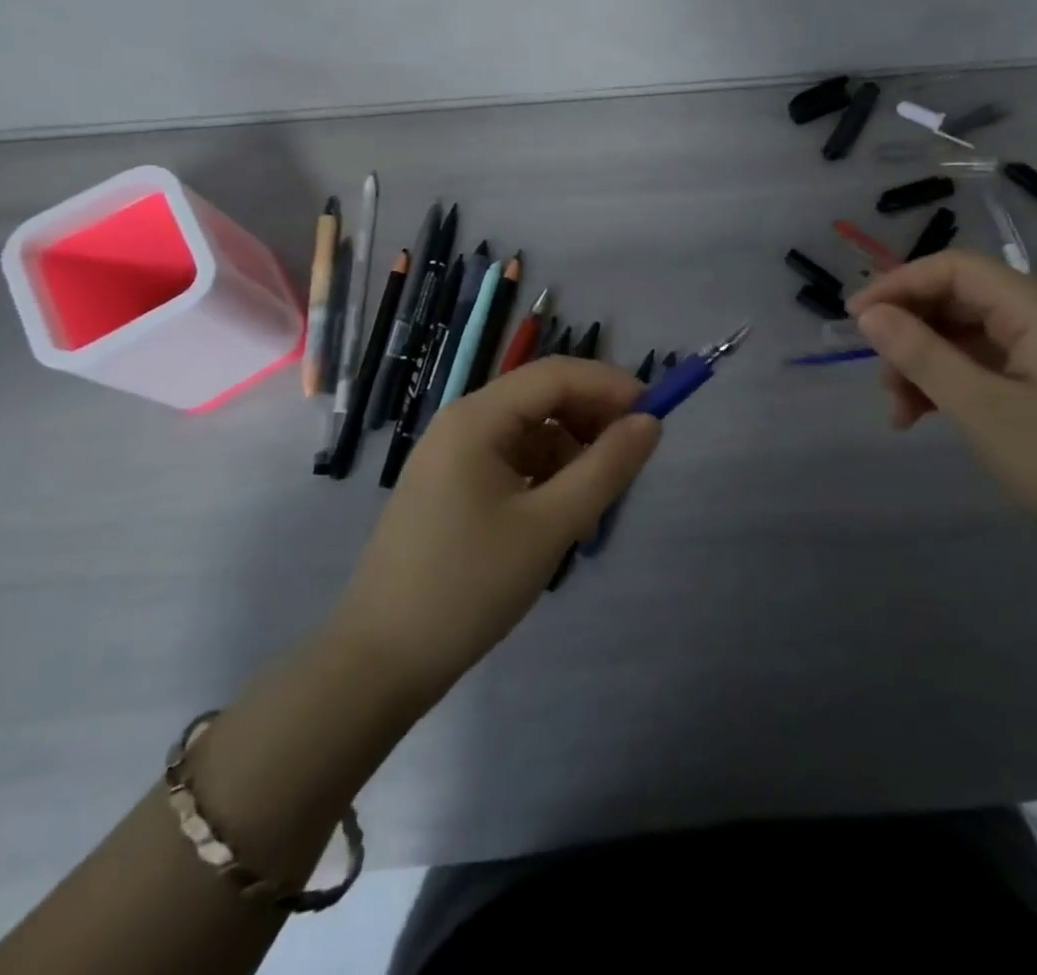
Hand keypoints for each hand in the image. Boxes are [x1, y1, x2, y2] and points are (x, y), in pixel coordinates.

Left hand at [330, 358, 661, 712]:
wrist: (381, 662)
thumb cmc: (468, 586)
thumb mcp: (551, 526)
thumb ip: (606, 468)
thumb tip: (650, 423)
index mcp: (477, 418)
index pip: (556, 374)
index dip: (610, 385)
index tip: (655, 415)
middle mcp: (463, 423)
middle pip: (543, 398)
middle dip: (592, 421)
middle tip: (628, 463)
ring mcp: (453, 455)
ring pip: (532, 432)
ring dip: (571, 455)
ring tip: (592, 509)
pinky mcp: (452, 486)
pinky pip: (514, 461)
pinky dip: (546, 478)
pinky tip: (558, 520)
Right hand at [849, 249, 1036, 558]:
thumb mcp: (983, 409)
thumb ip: (923, 356)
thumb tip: (869, 314)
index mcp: (1034, 308)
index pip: (953, 268)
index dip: (898, 284)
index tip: (854, 319)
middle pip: (955, 300)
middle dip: (909, 334)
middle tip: (882, 382)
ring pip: (962, 337)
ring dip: (922, 366)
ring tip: (901, 414)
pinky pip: (979, 367)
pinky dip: (946, 385)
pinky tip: (924, 417)